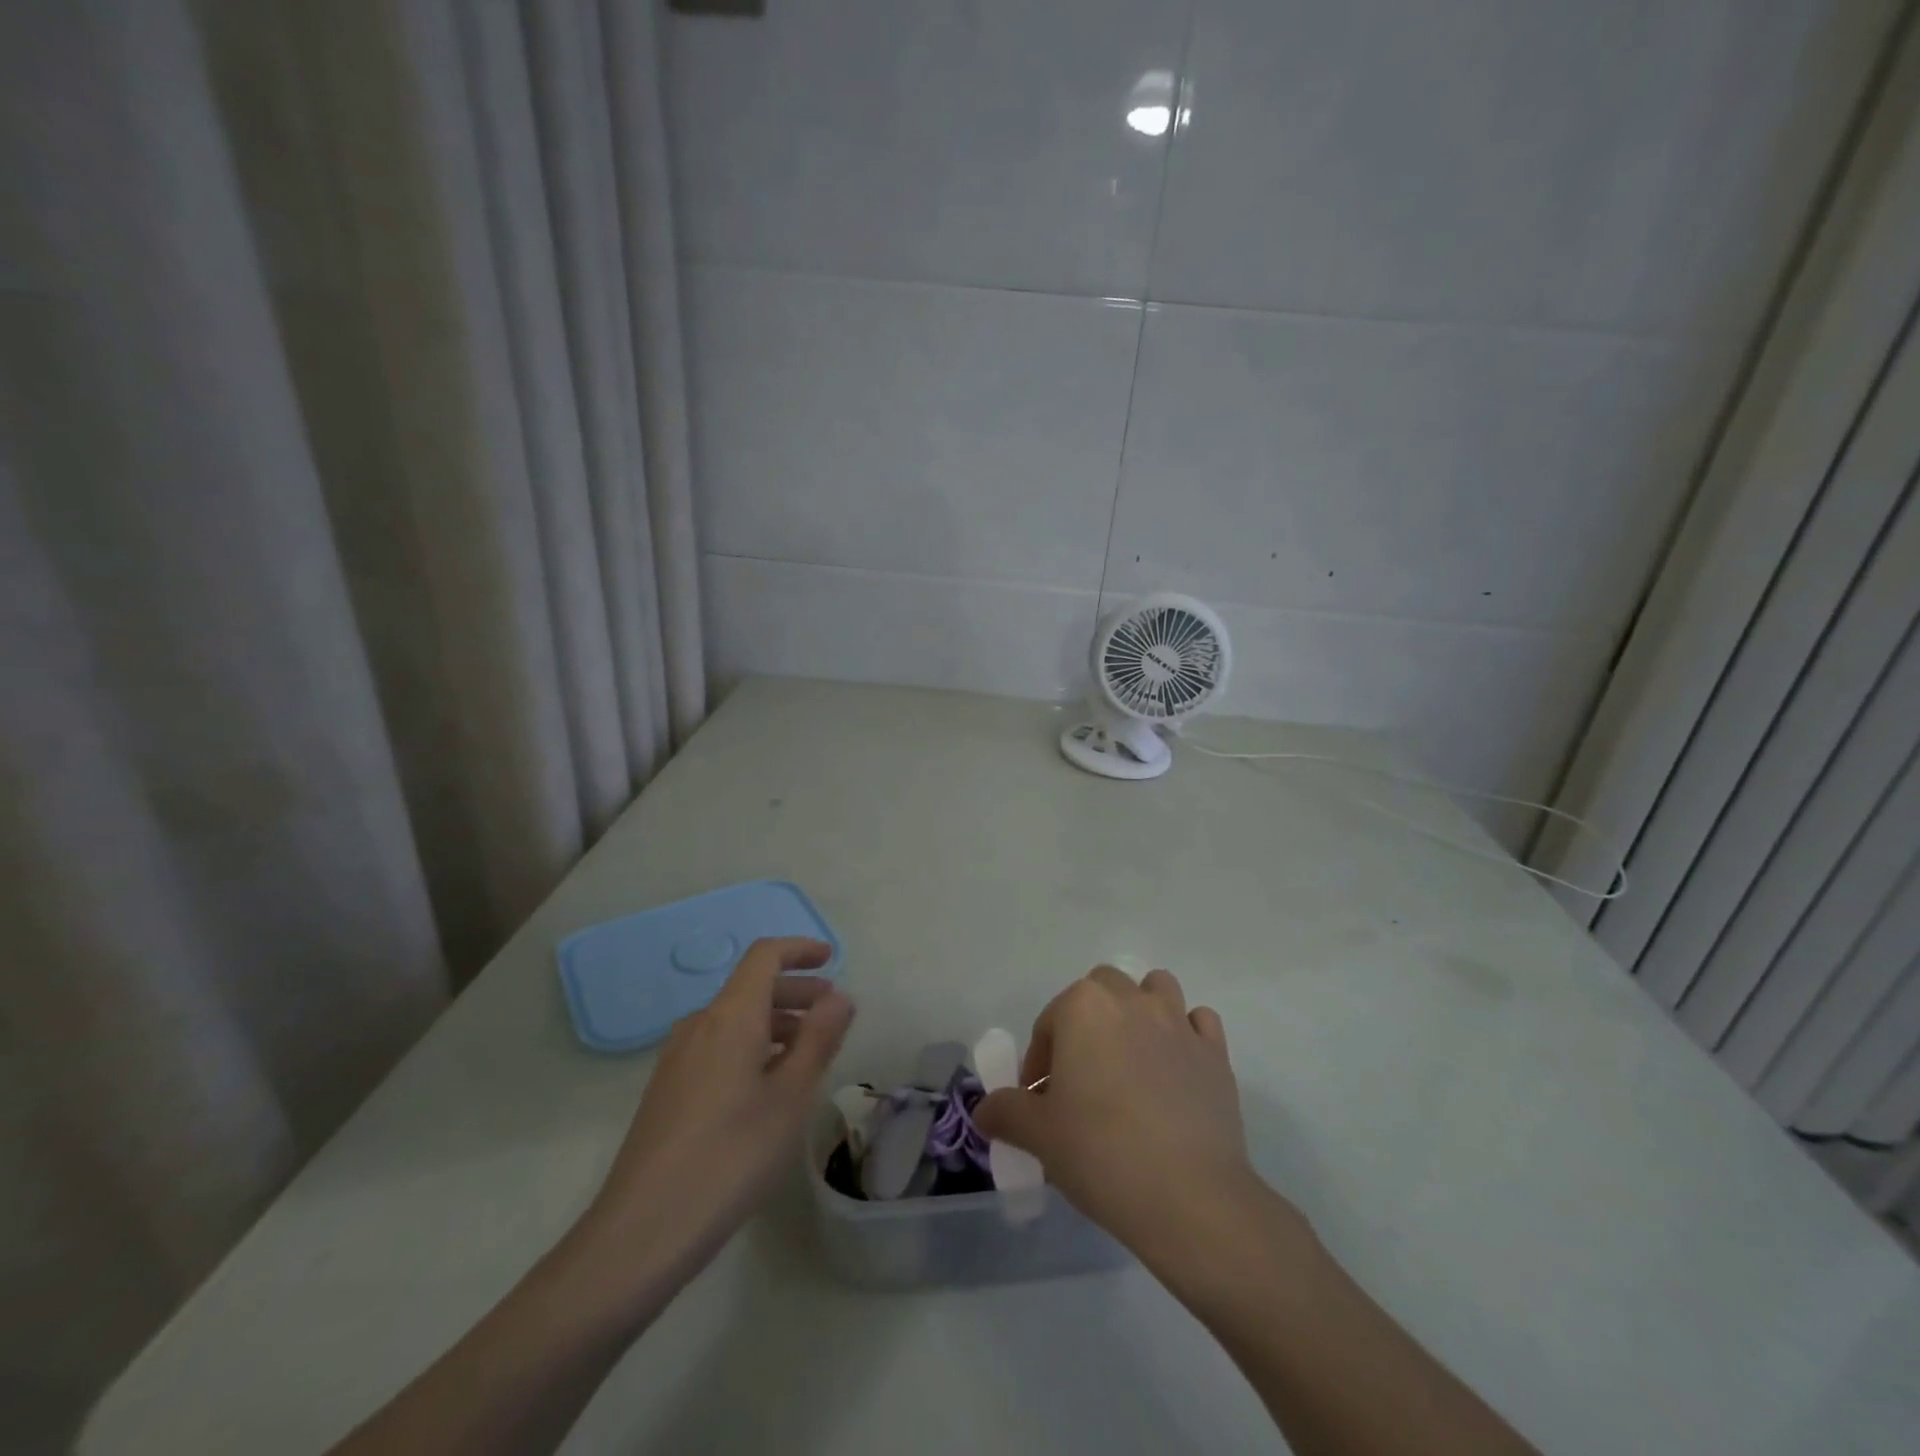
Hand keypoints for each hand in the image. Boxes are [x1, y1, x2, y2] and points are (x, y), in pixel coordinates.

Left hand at [581, 937, 853, 1261]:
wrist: (641, 1232)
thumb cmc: (730, 1156)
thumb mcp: (791, 1097)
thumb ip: (819, 1039)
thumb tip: (839, 997)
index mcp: (730, 1016)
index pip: (765, 956)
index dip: (800, 950)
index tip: (831, 960)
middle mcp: (699, 1025)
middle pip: (751, 987)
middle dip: (796, 991)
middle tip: (833, 1014)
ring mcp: (677, 1059)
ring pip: (735, 1020)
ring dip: (776, 1023)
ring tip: (808, 1054)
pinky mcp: (668, 1091)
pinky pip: (718, 1047)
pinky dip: (752, 1047)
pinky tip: (768, 1087)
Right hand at [975, 966, 1261, 1257]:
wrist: (1189, 1196)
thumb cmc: (1100, 1153)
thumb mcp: (1038, 1136)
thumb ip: (1006, 1112)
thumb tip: (985, 1109)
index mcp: (1083, 1007)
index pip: (1049, 1022)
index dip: (1039, 1062)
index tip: (1040, 1103)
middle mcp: (1131, 1000)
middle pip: (1101, 988)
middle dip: (1087, 1021)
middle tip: (1082, 1076)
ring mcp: (1178, 1022)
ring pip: (1155, 989)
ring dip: (1140, 1010)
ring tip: (1131, 1059)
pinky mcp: (1216, 1052)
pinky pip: (1198, 1023)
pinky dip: (1186, 1035)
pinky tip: (1176, 1070)